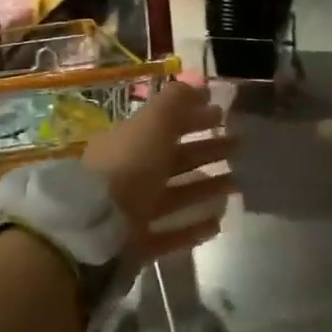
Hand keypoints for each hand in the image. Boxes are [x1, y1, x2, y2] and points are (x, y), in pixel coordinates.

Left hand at [80, 81, 235, 265]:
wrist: (94, 231)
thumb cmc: (128, 168)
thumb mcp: (153, 123)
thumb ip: (176, 103)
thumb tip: (200, 87)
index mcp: (127, 142)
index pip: (164, 125)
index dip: (194, 117)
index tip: (223, 115)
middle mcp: (128, 174)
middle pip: (173, 158)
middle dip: (206, 150)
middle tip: (238, 147)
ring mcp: (131, 211)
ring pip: (175, 195)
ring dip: (205, 187)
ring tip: (237, 184)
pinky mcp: (136, 244)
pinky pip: (171, 232)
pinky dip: (193, 226)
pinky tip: (218, 222)